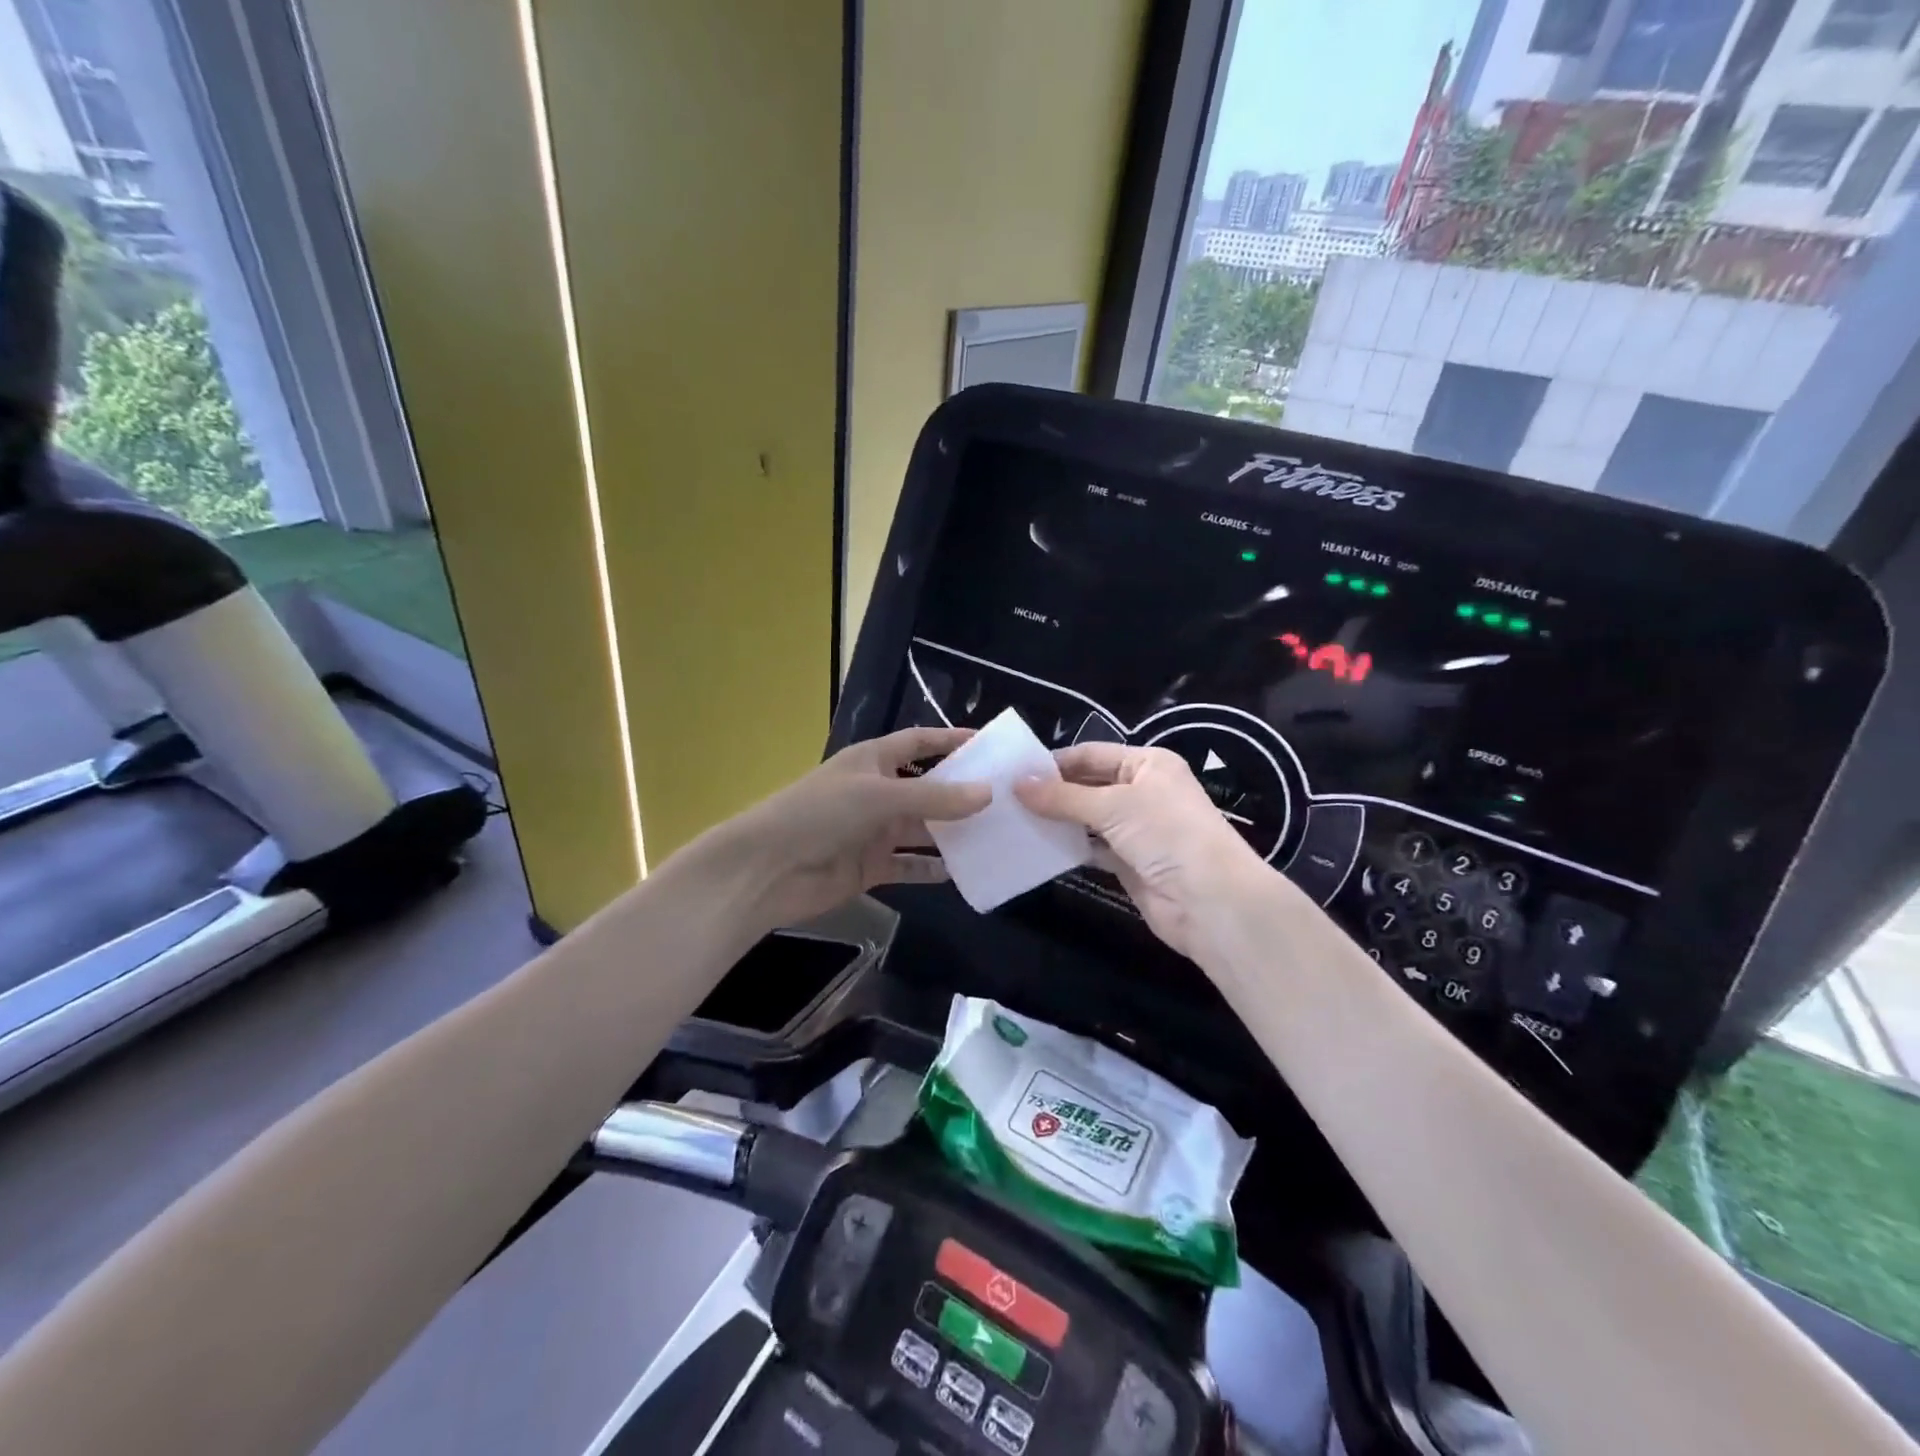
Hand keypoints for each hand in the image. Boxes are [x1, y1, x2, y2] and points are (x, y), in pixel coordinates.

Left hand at [713, 727, 990, 929]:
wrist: (767, 870)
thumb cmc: (820, 814)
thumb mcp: (879, 795)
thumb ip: (934, 796)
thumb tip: (988, 793)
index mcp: (873, 761)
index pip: (919, 742)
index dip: (950, 740)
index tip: (989, 745)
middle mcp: (877, 792)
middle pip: (928, 787)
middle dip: (962, 793)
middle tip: (1007, 799)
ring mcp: (874, 831)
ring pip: (923, 828)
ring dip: (953, 833)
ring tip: (996, 835)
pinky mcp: (871, 866)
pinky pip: (910, 864)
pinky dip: (932, 868)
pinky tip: (962, 871)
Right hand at [1015, 743, 1272, 959]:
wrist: (1210, 901)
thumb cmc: (1166, 834)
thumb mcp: (1113, 806)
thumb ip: (1063, 796)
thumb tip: (1016, 784)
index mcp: (1148, 764)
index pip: (1092, 755)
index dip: (1055, 762)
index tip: (1013, 773)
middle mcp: (1143, 791)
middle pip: (1088, 786)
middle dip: (1052, 792)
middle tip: (1006, 799)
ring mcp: (1137, 829)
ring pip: (1088, 819)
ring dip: (1057, 821)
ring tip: (1013, 821)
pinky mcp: (1130, 863)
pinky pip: (1092, 849)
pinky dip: (1069, 848)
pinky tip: (1038, 848)